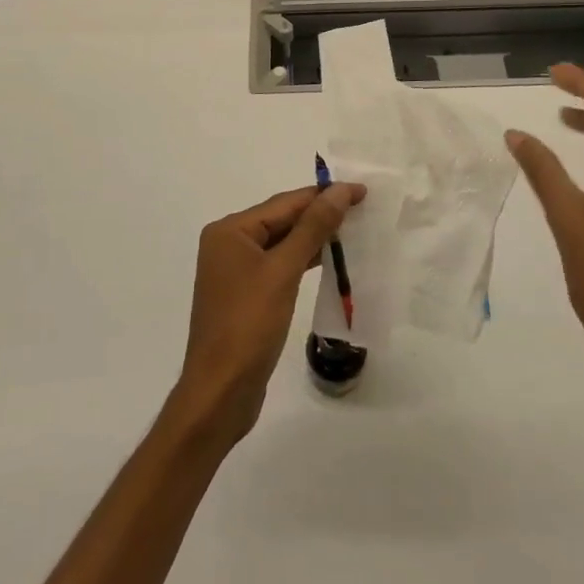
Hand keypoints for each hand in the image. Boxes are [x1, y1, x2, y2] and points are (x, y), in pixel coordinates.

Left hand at [171, 182, 365, 445]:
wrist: (220, 393)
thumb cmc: (249, 325)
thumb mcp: (283, 271)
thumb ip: (312, 228)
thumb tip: (339, 191)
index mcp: (230, 231)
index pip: (284, 202)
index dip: (324, 195)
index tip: (361, 190)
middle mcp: (229, 244)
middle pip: (282, 220)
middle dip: (320, 214)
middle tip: (363, 209)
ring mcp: (235, 271)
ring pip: (282, 243)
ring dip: (314, 238)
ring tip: (354, 231)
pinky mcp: (246, 295)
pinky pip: (279, 266)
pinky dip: (303, 261)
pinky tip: (330, 261)